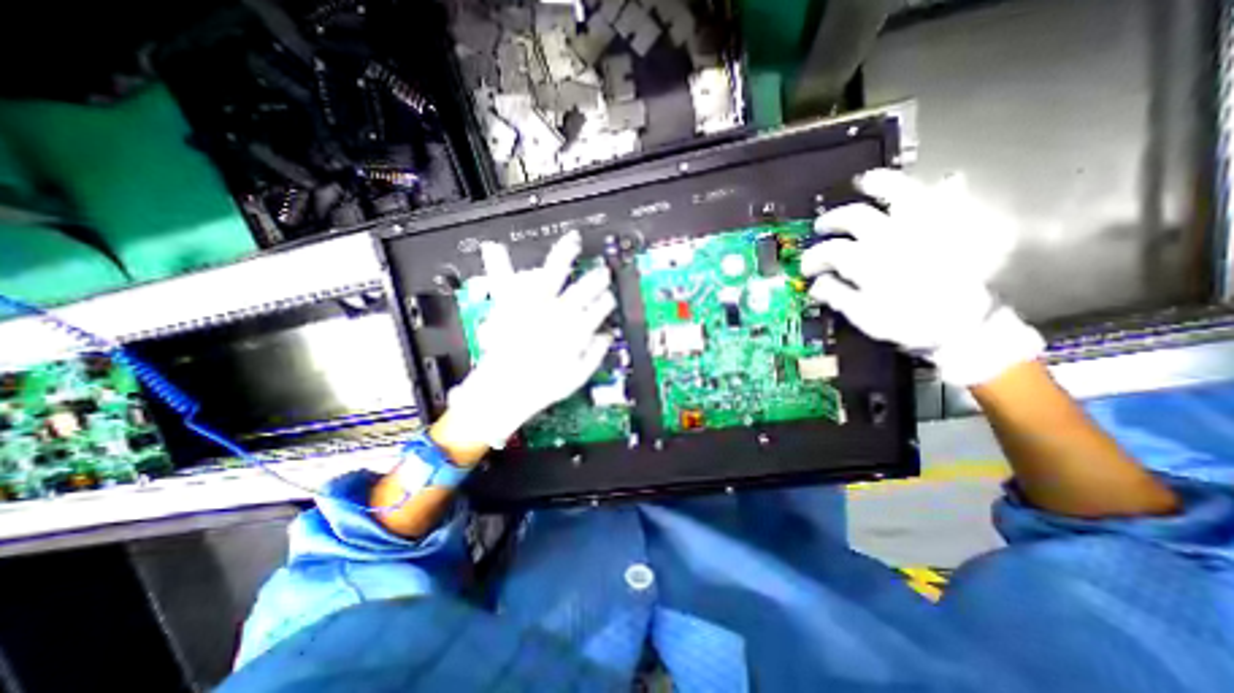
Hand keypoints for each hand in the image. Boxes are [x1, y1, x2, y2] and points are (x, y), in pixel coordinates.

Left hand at [443, 230, 617, 450]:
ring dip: (564, 256)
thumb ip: (595, 353)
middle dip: (595, 279)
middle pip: (582, 289)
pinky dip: (500, 264)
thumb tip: (606, 336)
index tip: (608, 299)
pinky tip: (496, 247)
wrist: (504, 391)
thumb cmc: (542, 387)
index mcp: (574, 330)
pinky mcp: (509, 307)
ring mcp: (531, 306)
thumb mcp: (578, 376)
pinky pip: (505, 282)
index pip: (598, 308)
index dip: (606, 302)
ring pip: (552, 274)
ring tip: (572, 241)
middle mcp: (555, 313)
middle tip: (602, 272)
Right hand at [802, 165, 1038, 384]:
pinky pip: (952, 198)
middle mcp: (891, 237)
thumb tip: (816, 284)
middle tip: (822, 227)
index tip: (808, 268)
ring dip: (879, 185)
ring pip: (899, 193)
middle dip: (832, 221)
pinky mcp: (953, 228)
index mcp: (867, 261)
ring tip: (865, 182)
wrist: (966, 326)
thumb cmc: (909, 323)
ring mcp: (924, 228)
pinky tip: (942, 181)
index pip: (828, 251)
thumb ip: (837, 295)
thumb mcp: (863, 316)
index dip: (813, 258)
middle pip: (853, 217)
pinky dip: (947, 187)